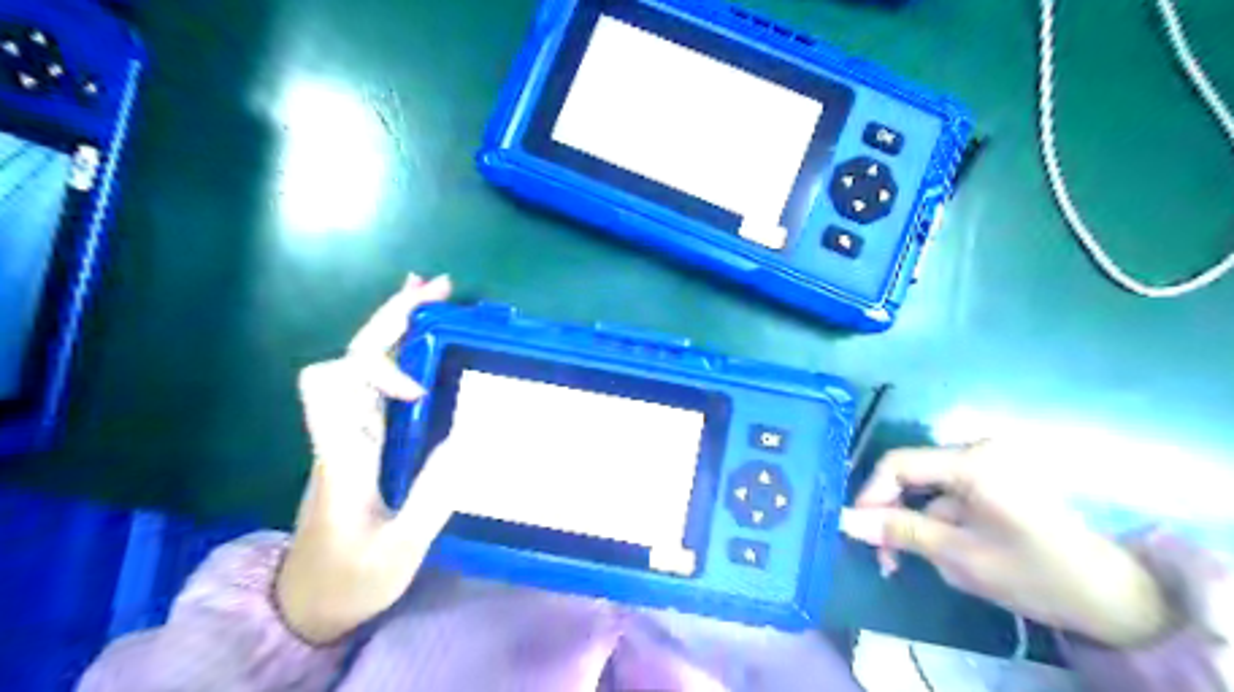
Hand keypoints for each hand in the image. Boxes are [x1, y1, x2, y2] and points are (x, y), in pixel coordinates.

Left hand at [274, 274, 457, 644]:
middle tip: (438, 288)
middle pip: (349, 357)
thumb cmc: (352, 578)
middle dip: (391, 319)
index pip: (330, 385)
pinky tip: (424, 340)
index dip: (375, 368)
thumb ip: (434, 495)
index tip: (420, 390)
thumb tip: (470, 434)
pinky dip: (400, 352)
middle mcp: (340, 432)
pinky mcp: (361, 439)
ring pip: (360, 362)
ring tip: (434, 295)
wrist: (308, 603)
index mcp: (341, 455)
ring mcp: (349, 433)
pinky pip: (375, 383)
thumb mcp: (400, 549)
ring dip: (396, 325)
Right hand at [838, 442, 1174, 648]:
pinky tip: (942, 549)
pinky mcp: (997, 479)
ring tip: (912, 561)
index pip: (898, 464)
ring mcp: (989, 463)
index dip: (871, 495)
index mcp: (973, 461)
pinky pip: (948, 493)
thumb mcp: (960, 557)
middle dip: (892, 513)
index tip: (859, 532)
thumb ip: (899, 532)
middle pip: (911, 472)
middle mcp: (978, 450)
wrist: (1117, 598)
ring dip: (913, 521)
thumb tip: (843, 520)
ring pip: (927, 487)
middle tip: (884, 555)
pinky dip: (936, 519)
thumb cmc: (1037, 574)